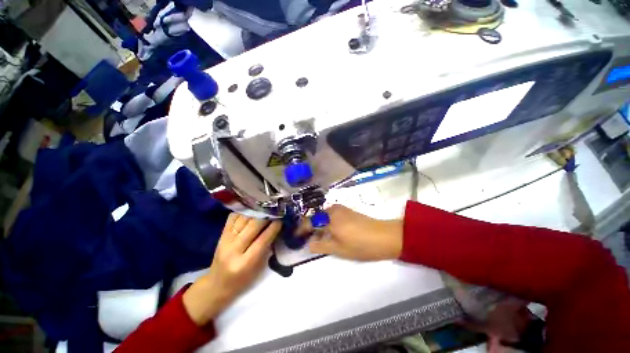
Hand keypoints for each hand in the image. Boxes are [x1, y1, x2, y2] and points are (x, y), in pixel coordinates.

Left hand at [183, 213, 280, 324]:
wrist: (217, 284)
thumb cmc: (243, 280)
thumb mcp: (259, 268)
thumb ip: (267, 247)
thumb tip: (277, 227)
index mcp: (245, 263)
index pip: (263, 240)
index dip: (274, 227)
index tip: (282, 218)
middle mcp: (233, 250)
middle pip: (253, 226)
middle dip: (267, 216)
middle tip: (276, 209)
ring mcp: (225, 241)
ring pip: (243, 219)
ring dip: (257, 211)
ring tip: (267, 205)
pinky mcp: (221, 235)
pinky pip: (233, 217)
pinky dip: (244, 211)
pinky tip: (253, 208)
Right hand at [301, 205, 402, 260]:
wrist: (385, 236)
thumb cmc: (361, 245)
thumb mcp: (339, 249)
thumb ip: (321, 245)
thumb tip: (308, 244)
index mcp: (329, 218)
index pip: (309, 221)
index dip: (301, 229)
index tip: (296, 236)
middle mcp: (333, 210)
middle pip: (316, 217)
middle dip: (310, 227)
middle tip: (308, 238)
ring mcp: (342, 209)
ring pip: (324, 216)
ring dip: (319, 225)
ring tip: (319, 237)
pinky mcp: (348, 211)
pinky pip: (332, 215)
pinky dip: (327, 222)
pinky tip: (331, 232)